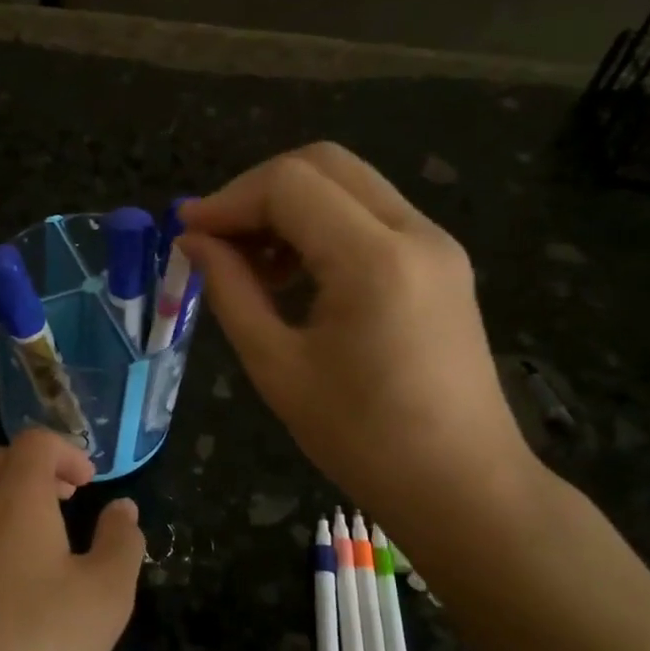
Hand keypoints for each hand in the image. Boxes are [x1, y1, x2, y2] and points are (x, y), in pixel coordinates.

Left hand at [0, 430, 145, 650]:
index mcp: (16, 498)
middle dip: (37, 470)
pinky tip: (12, 588)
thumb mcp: (106, 594)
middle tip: (68, 501)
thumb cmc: (38, 640)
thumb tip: (123, 509)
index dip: (67, 451)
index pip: (34, 441)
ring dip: (12, 503)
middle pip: (0, 461)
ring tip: (46, 545)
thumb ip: (121, 542)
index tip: (90, 484)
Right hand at [178, 143, 535, 550]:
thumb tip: (193, 241)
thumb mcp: (277, 366)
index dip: (228, 200)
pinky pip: (371, 215)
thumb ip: (230, 291)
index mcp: (374, 260)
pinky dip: (323, 225)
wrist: (463, 487)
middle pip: (323, 163)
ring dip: (290, 206)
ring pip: (349, 184)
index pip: (288, 185)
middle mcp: (415, 232)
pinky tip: (295, 275)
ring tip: (252, 264)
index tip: (187, 233)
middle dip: (257, 191)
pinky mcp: (441, 262)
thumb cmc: (362, 439)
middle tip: (217, 239)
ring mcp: (436, 243)